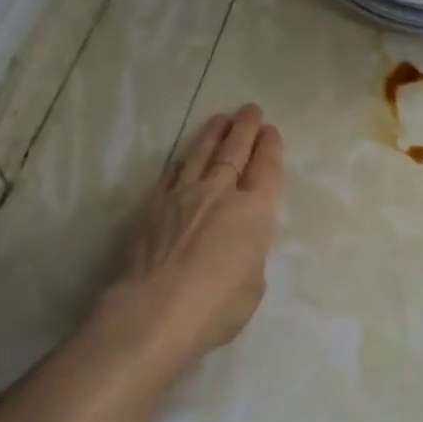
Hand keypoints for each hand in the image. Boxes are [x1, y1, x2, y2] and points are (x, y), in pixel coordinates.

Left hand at [108, 105, 284, 360]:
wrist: (155, 311)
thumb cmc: (216, 306)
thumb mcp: (252, 283)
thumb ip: (248, 254)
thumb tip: (235, 245)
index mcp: (254, 211)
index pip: (266, 169)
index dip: (269, 147)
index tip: (270, 130)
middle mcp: (220, 193)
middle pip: (235, 151)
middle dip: (245, 128)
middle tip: (250, 110)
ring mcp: (183, 196)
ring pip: (201, 154)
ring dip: (213, 134)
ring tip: (221, 119)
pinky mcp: (152, 207)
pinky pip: (171, 174)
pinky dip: (181, 162)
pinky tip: (183, 157)